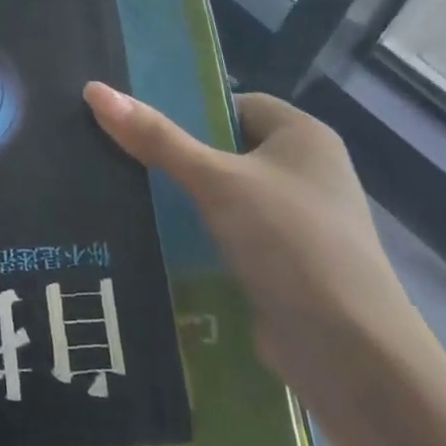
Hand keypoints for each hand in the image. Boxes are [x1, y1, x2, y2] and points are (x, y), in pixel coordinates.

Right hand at [83, 83, 425, 408]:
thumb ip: (156, 137)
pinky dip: (196, 238)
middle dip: (175, 157)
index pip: (233, 104)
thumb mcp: (215, 180)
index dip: (187, 109)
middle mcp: (305, 173)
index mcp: (303, 136)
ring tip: (121, 195)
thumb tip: (94, 90)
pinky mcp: (283, 266)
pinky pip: (228, 236)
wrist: (350, 356)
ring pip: (223, 197)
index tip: (137, 123)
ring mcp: (296, 223)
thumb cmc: (289, 242)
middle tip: (117, 156)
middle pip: (224, 150)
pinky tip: (150, 241)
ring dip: (181, 200)